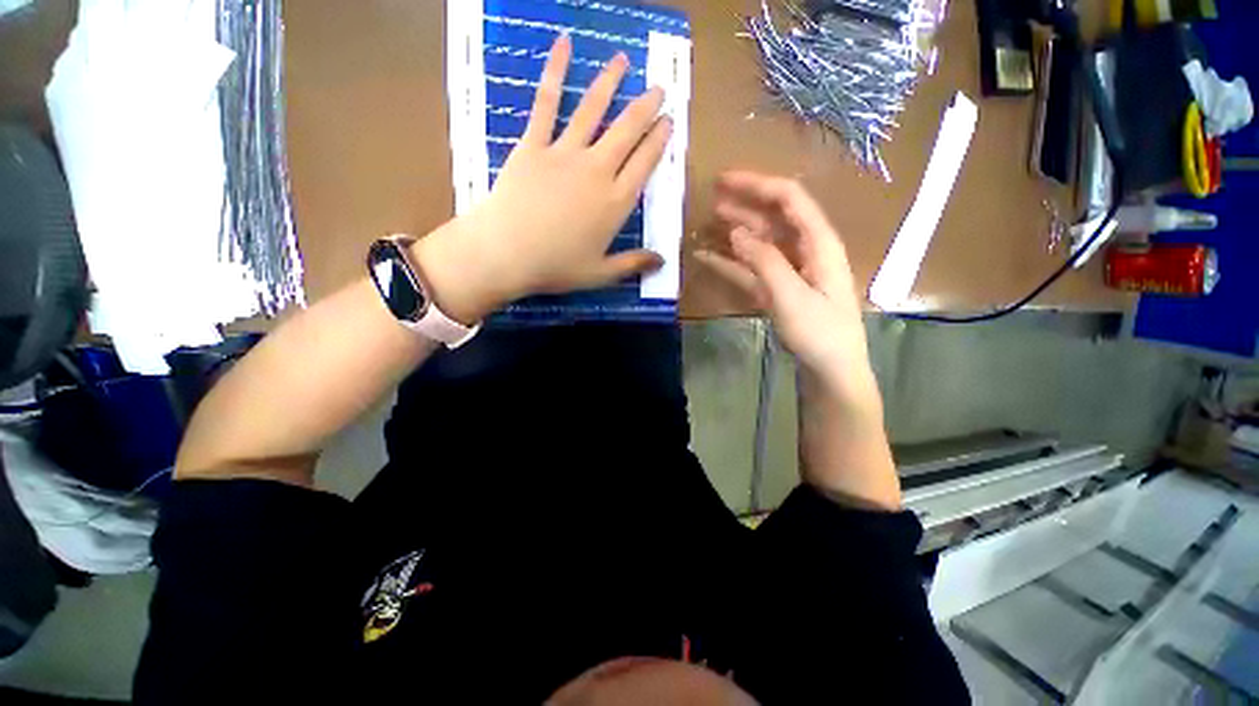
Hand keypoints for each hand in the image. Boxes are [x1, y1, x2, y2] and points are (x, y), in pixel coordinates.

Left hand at [415, 34, 671, 322]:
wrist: (507, 254)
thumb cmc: (556, 267)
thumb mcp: (601, 273)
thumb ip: (633, 264)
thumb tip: (663, 262)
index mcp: (615, 203)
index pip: (644, 164)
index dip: (658, 141)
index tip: (669, 121)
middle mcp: (597, 171)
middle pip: (626, 132)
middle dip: (645, 108)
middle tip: (658, 88)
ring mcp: (565, 153)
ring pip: (593, 110)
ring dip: (610, 83)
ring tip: (623, 61)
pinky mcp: (534, 145)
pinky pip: (546, 104)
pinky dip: (554, 72)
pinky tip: (563, 45)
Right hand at [698, 172, 897, 509]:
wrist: (830, 372)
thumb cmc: (819, 334)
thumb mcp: (790, 295)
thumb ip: (763, 261)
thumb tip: (736, 231)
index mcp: (820, 243)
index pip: (789, 200)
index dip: (758, 185)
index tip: (725, 180)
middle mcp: (807, 250)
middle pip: (774, 217)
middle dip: (744, 204)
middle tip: (711, 197)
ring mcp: (791, 271)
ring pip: (761, 242)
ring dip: (735, 231)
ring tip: (707, 223)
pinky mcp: (779, 289)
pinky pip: (752, 268)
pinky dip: (731, 262)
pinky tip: (708, 257)